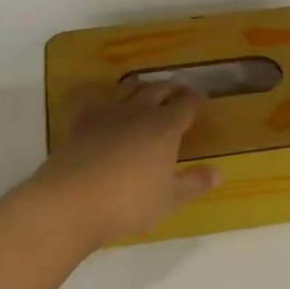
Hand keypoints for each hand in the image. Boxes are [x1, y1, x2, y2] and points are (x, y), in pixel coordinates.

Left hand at [33, 81, 219, 247]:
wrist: (71, 201)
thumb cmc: (128, 203)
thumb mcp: (168, 199)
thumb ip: (193, 184)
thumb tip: (217, 173)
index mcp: (165, 128)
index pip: (187, 105)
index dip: (196, 101)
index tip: (202, 102)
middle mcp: (138, 112)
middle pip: (159, 89)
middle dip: (172, 89)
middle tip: (179, 93)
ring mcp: (106, 112)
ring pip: (128, 87)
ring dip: (141, 86)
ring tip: (146, 90)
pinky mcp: (80, 120)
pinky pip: (93, 96)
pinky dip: (102, 93)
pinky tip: (101, 99)